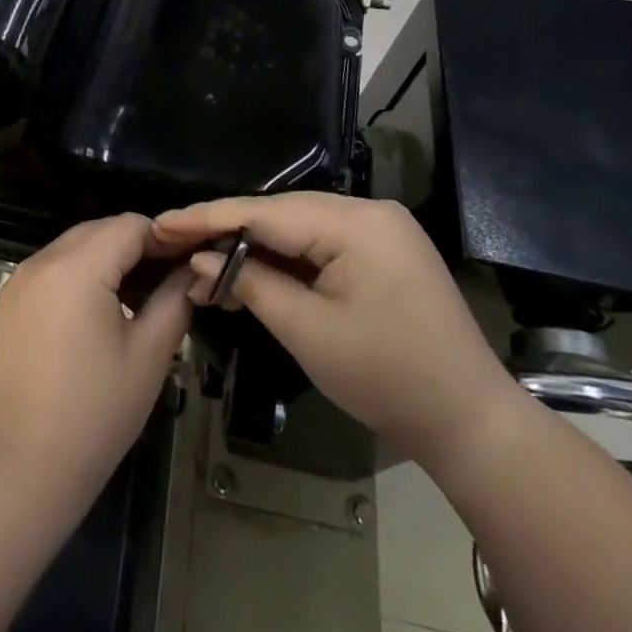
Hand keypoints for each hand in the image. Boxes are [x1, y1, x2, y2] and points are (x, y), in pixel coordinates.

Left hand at [0, 215, 192, 499]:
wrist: (25, 463)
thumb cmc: (96, 410)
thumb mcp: (150, 354)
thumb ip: (175, 299)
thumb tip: (193, 271)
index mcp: (76, 267)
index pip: (130, 225)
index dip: (165, 239)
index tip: (190, 263)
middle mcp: (41, 261)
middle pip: (99, 231)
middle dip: (137, 247)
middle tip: (169, 282)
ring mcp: (18, 281)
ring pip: (73, 248)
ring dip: (107, 261)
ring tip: (138, 300)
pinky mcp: (7, 303)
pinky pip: (50, 271)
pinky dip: (78, 277)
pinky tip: (98, 315)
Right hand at [153, 194, 524, 469]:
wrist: (470, 420)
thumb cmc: (387, 378)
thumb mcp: (308, 332)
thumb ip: (251, 283)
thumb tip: (199, 259)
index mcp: (356, 222)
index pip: (264, 212)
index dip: (207, 218)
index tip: (161, 223)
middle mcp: (369, 210)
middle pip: (279, 213)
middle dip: (225, 231)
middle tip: (174, 246)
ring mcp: (379, 228)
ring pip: (297, 226)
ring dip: (252, 246)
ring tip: (202, 268)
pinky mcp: (382, 249)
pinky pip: (319, 242)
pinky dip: (283, 258)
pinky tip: (248, 273)